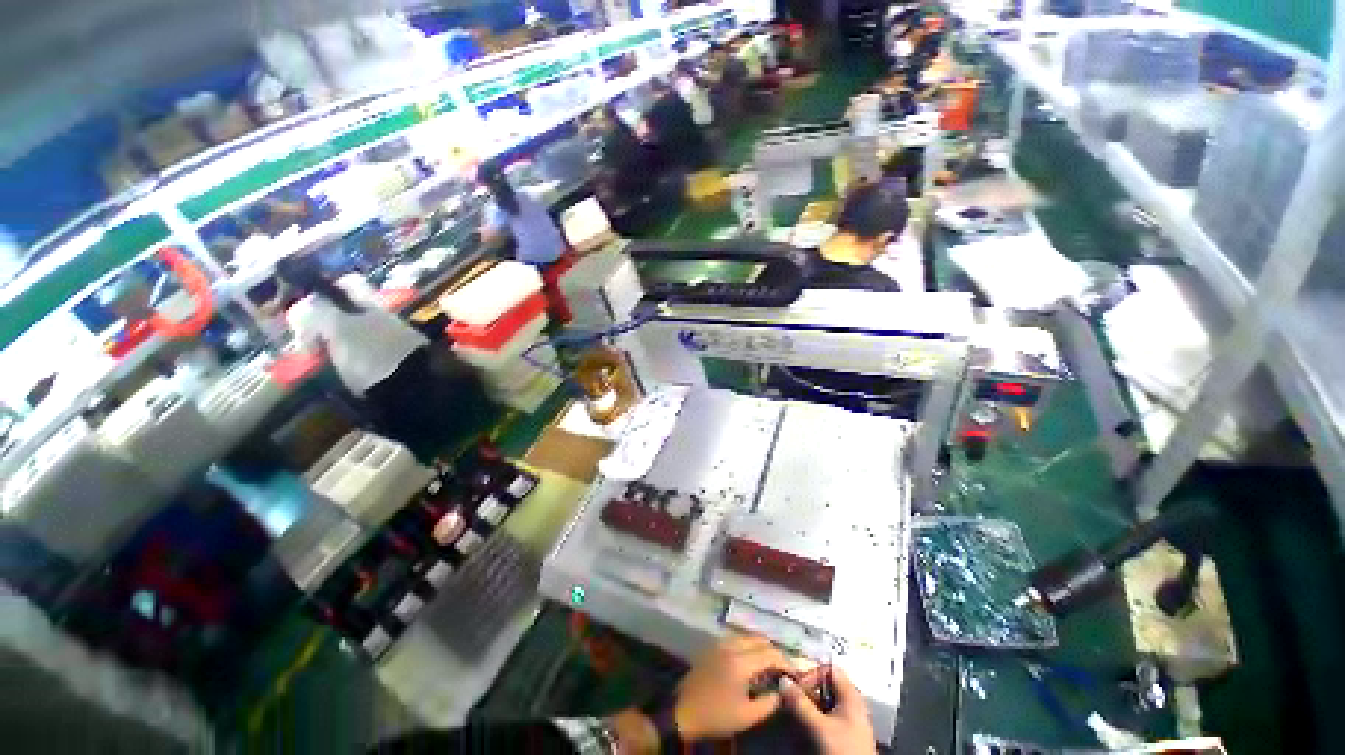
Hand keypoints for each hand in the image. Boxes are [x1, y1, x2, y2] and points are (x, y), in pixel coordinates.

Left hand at [674, 634, 799, 741]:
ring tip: (770, 667)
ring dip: (761, 648)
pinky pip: (736, 639)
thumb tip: (782, 690)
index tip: (796, 674)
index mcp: (741, 662)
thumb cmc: (716, 716)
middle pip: (760, 640)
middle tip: (784, 670)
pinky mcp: (713, 646)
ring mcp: (720, 643)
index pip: (770, 653)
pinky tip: (752, 663)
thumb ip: (769, 702)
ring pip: (748, 637)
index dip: (786, 662)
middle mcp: (731, 645)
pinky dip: (749, 647)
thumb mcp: (747, 716)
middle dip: (774, 652)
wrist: (682, 711)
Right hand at [781, 665, 876, 754]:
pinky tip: (806, 725)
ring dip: (809, 704)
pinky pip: (827, 715)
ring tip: (796, 712)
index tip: (796, 687)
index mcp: (851, 694)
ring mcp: (850, 719)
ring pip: (825, 701)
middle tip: (791, 699)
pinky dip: (815, 715)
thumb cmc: (842, 749)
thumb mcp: (818, 726)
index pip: (828, 669)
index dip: (811, 673)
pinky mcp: (846, 733)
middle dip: (807, 690)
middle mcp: (852, 702)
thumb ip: (800, 702)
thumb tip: (783, 680)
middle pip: (826, 685)